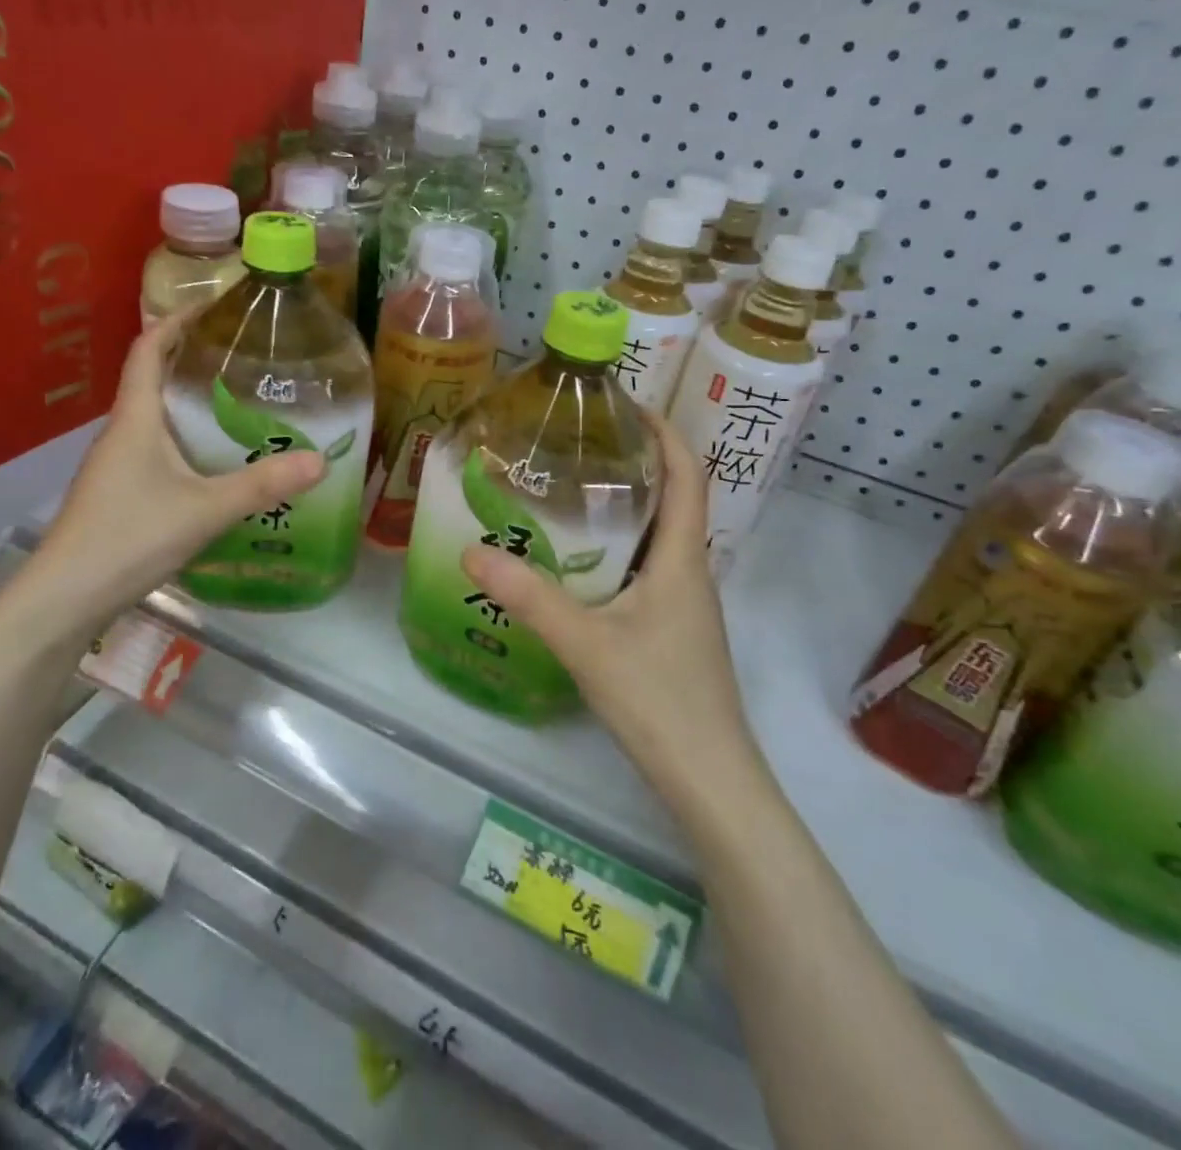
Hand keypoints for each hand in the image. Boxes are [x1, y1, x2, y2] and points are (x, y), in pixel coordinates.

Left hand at [29, 313, 323, 636]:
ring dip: (191, 401)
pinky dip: (187, 438)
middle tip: (245, 355)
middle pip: (154, 378)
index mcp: (136, 419)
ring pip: (157, 417)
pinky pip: (158, 448)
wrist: (65, 598)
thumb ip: (262, 485)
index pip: (148, 349)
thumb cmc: (128, 537)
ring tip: (241, 402)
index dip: (176, 320)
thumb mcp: (204, 510)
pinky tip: (216, 461)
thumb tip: (321, 460)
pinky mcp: (120, 492)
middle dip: (193, 359)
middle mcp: (123, 432)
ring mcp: (117, 465)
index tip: (213, 305)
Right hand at [460, 412, 756, 807]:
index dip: (665, 432)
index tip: (627, 403)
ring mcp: (685, 603)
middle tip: (582, 443)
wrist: (709, 778)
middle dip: (637, 463)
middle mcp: (691, 571)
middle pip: (674, 499)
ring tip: (574, 490)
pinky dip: (620, 547)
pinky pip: (648, 568)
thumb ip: (529, 596)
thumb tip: (471, 548)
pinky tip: (580, 560)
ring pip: (659, 536)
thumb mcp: (585, 642)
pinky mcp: (673, 629)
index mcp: (683, 558)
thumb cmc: (659, 699)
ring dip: (628, 506)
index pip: (688, 475)